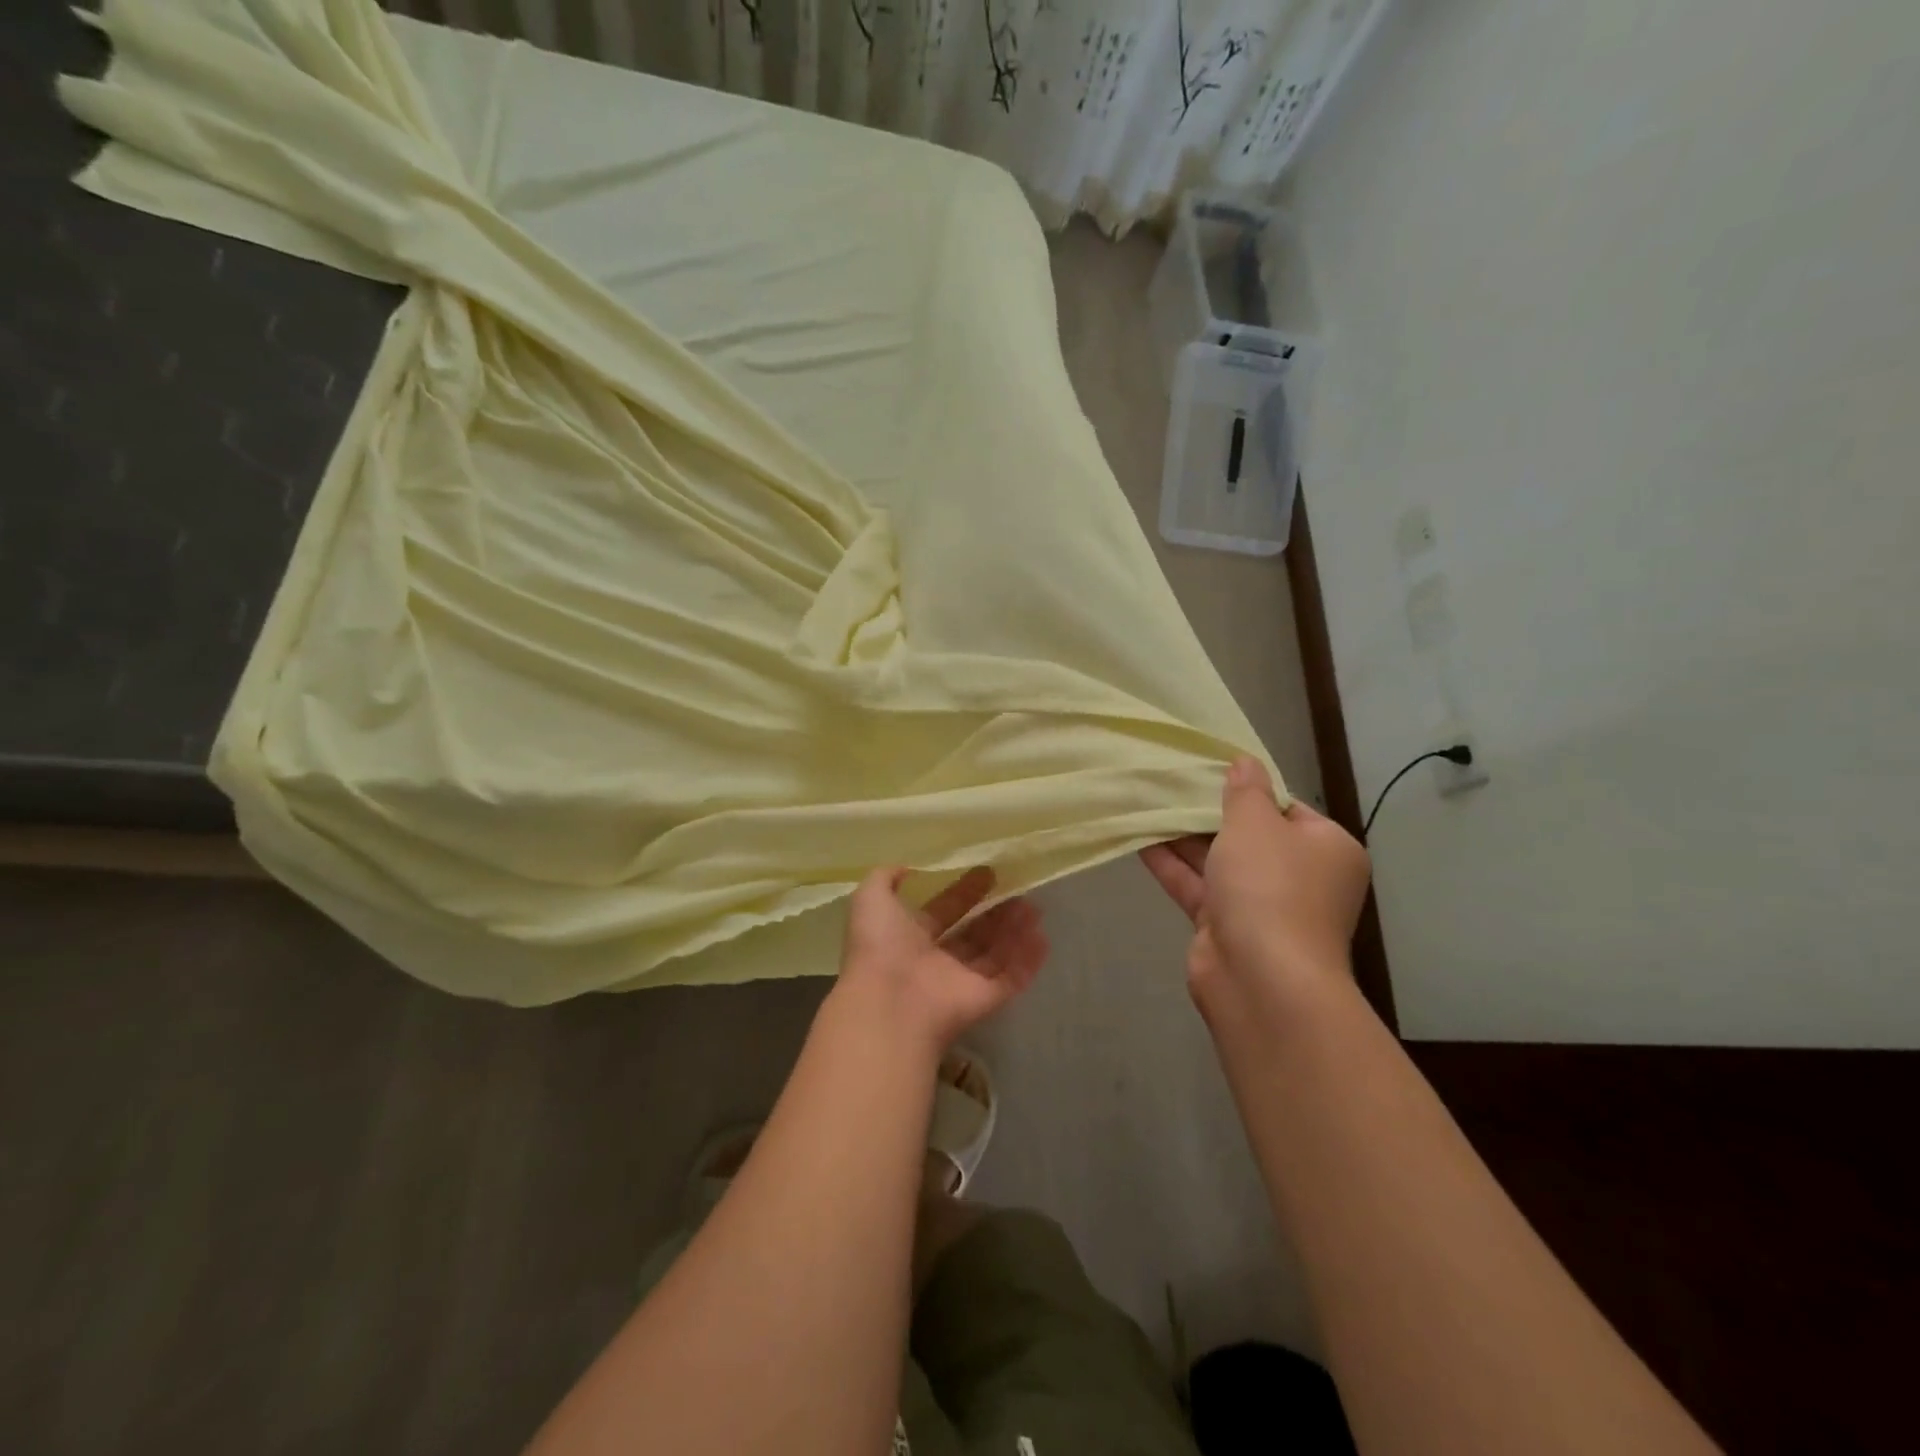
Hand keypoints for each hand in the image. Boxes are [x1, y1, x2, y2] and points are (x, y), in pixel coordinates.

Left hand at [837, 866, 1046, 1053]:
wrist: (891, 1003)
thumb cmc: (880, 946)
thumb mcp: (871, 899)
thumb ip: (885, 878)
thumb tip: (906, 867)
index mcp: (909, 938)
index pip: (943, 911)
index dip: (964, 892)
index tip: (987, 871)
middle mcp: (937, 961)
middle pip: (973, 934)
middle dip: (995, 912)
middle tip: (1019, 890)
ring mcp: (961, 983)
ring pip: (995, 954)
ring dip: (1014, 931)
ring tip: (1035, 907)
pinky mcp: (984, 1000)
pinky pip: (1011, 979)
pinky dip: (1027, 961)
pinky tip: (1042, 938)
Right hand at [1140, 757, 1370, 1009]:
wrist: (1260, 977)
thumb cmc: (1270, 886)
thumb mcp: (1256, 824)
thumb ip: (1245, 791)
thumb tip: (1245, 762)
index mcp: (1326, 848)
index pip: (1287, 809)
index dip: (1249, 790)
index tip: (1210, 772)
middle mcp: (1299, 877)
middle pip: (1250, 836)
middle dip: (1209, 813)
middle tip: (1172, 782)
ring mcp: (1261, 906)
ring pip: (1219, 862)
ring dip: (1184, 837)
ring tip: (1147, 803)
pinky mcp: (1225, 927)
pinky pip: (1198, 886)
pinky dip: (1172, 865)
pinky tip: (1140, 839)